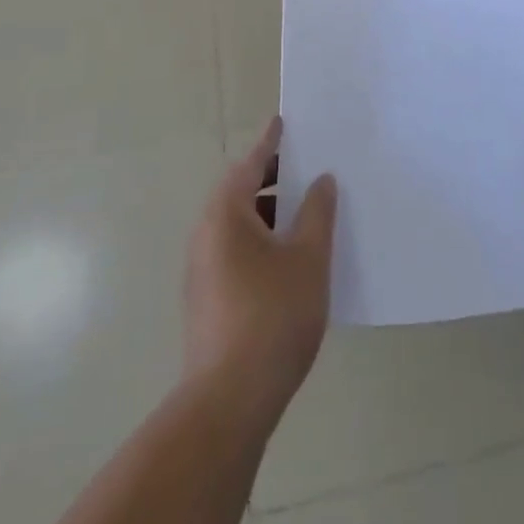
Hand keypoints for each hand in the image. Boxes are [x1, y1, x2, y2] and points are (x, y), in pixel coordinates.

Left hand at [184, 117, 337, 422]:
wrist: (229, 401)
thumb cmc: (272, 316)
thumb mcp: (308, 258)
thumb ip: (317, 212)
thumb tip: (321, 180)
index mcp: (225, 214)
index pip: (250, 163)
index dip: (270, 142)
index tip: (283, 122)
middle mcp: (205, 234)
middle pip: (240, 191)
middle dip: (272, 178)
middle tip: (306, 168)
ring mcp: (202, 269)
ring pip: (238, 225)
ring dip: (268, 213)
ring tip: (305, 214)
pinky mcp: (206, 299)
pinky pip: (235, 250)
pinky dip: (260, 240)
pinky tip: (289, 260)